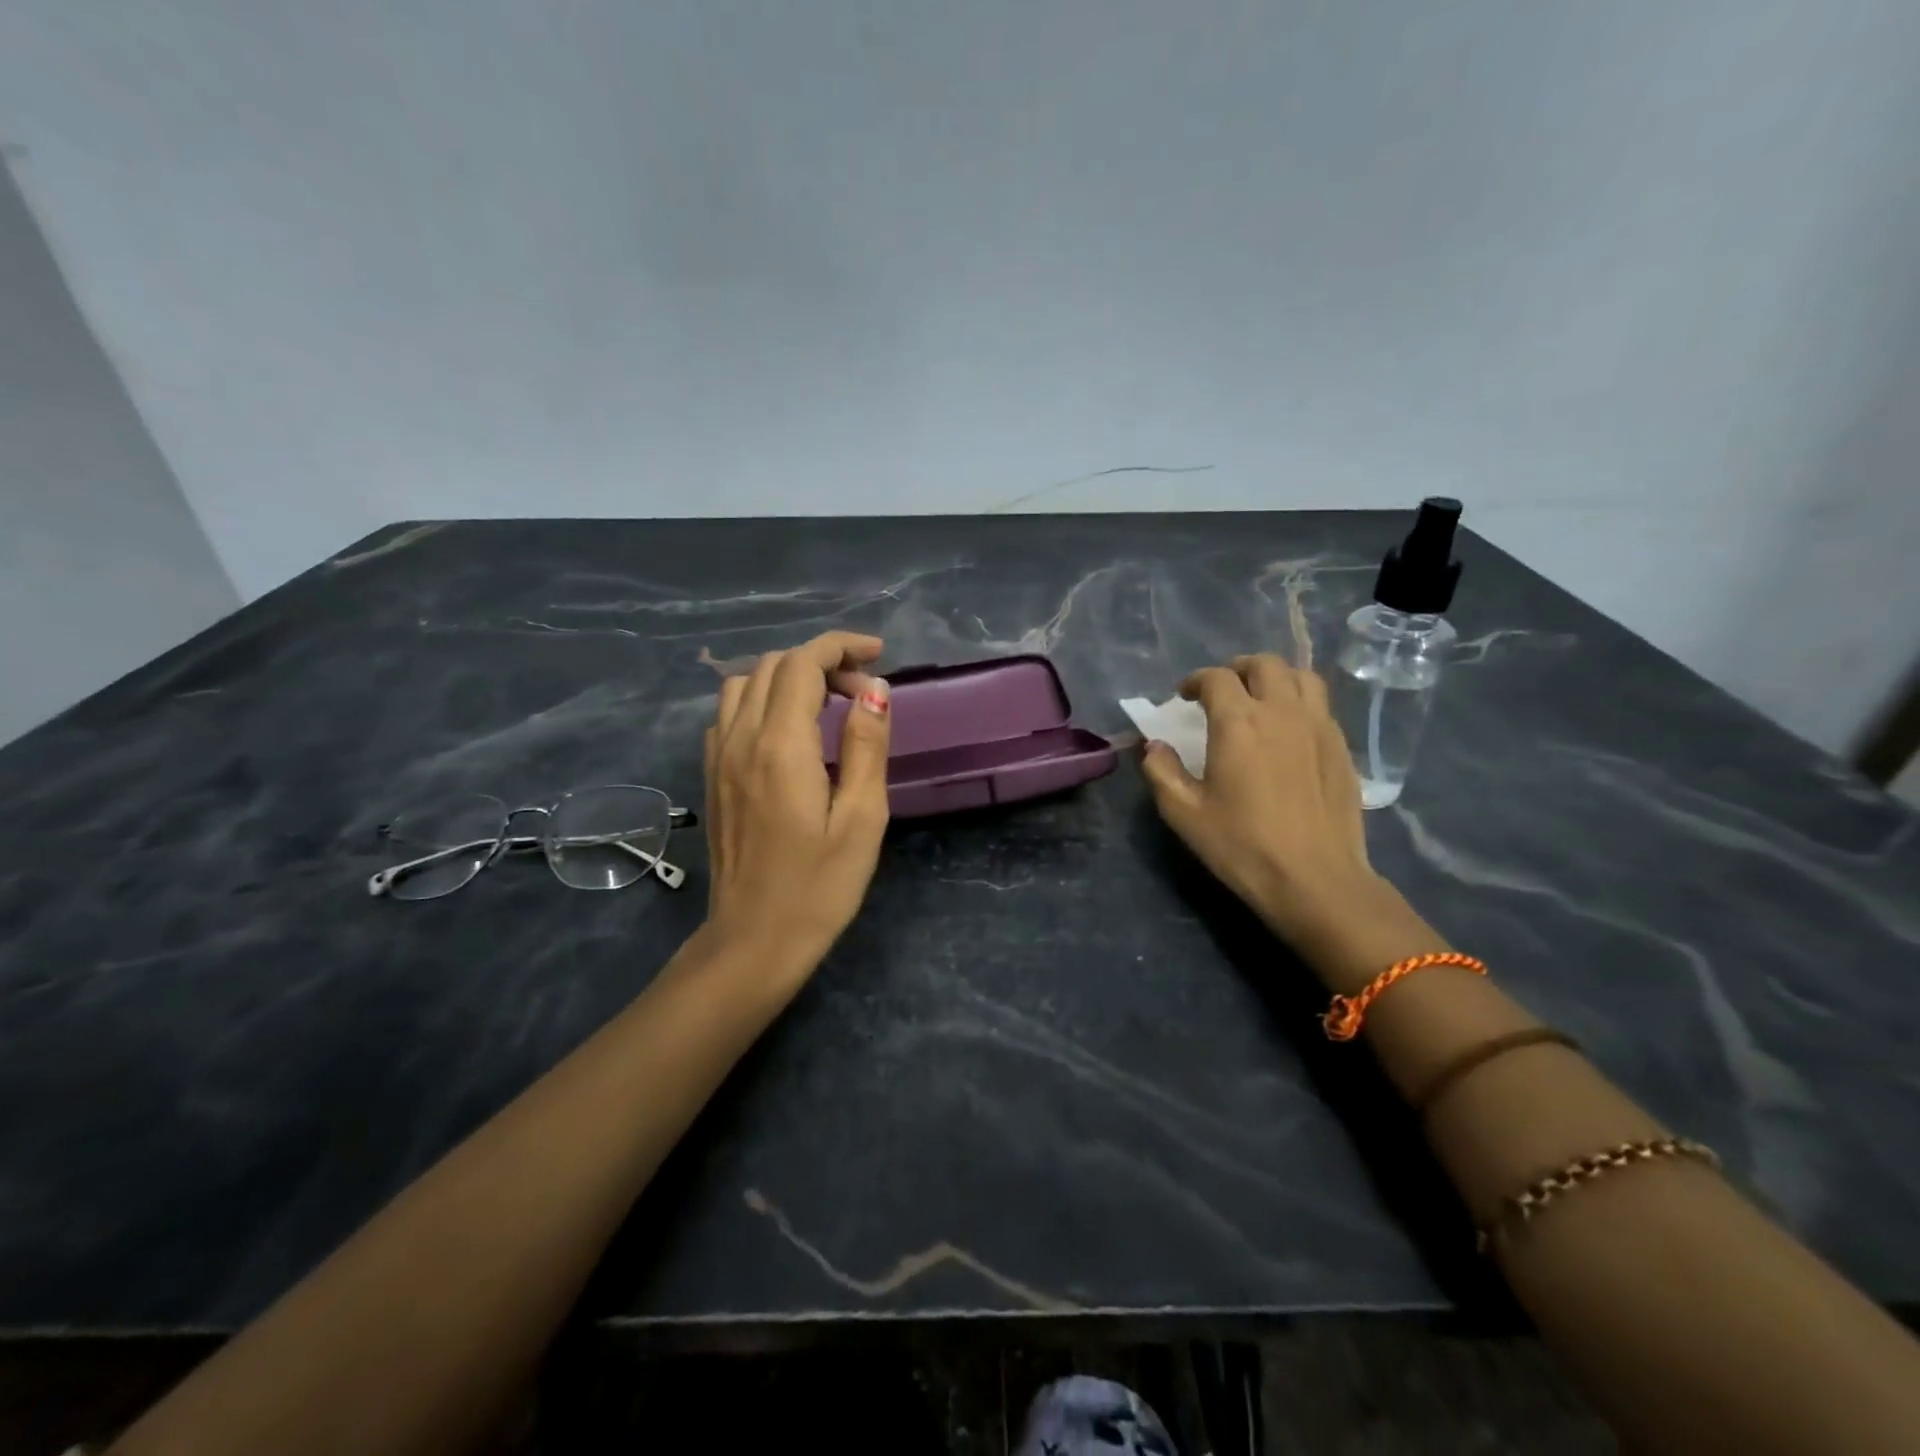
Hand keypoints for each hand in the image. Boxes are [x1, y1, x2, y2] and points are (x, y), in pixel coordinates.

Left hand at [702, 631, 892, 970]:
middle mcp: (741, 739)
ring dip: (788, 676)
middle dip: (821, 661)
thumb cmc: (819, 887)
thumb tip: (875, 691)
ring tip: (827, 704)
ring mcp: (718, 757)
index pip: (802, 663)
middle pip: (772, 665)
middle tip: (863, 693)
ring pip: (745, 683)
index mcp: (780, 746)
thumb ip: (867, 747)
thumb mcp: (862, 819)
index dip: (840, 646)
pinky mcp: (712, 776)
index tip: (877, 655)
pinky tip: (790, 732)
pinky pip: (730, 712)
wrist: (752, 941)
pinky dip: (763, 700)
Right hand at [1140, 654, 1387, 960]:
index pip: (1215, 678)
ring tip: (1260, 699)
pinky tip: (1288, 730)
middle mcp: (1281, 712)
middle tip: (1222, 691)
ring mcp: (1318, 726)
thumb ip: (1162, 771)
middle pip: (1263, 665)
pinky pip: (1321, 705)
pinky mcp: (1341, 747)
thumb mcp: (1184, 813)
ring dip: (1275, 678)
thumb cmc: (1242, 846)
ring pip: (1301, 677)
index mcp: (1238, 723)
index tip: (1183, 697)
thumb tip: (1155, 746)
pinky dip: (1299, 702)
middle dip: (1237, 669)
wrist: (1315, 879)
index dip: (1195, 681)